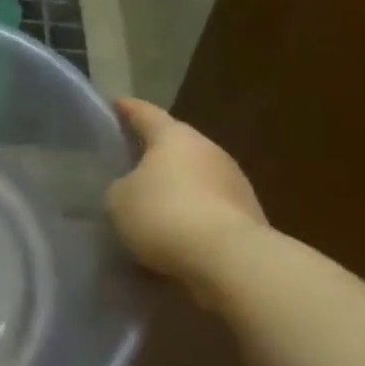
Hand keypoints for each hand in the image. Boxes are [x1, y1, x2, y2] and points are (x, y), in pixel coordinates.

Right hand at [108, 99, 266, 297]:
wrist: (231, 261)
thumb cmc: (165, 215)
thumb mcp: (119, 200)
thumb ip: (120, 187)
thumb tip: (132, 190)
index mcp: (174, 137)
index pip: (145, 113)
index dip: (127, 109)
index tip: (115, 104)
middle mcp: (208, 151)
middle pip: (175, 146)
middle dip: (153, 155)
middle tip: (128, 163)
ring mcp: (235, 184)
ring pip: (195, 180)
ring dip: (175, 190)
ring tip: (151, 209)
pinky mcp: (249, 218)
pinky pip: (210, 212)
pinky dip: (192, 219)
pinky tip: (175, 238)